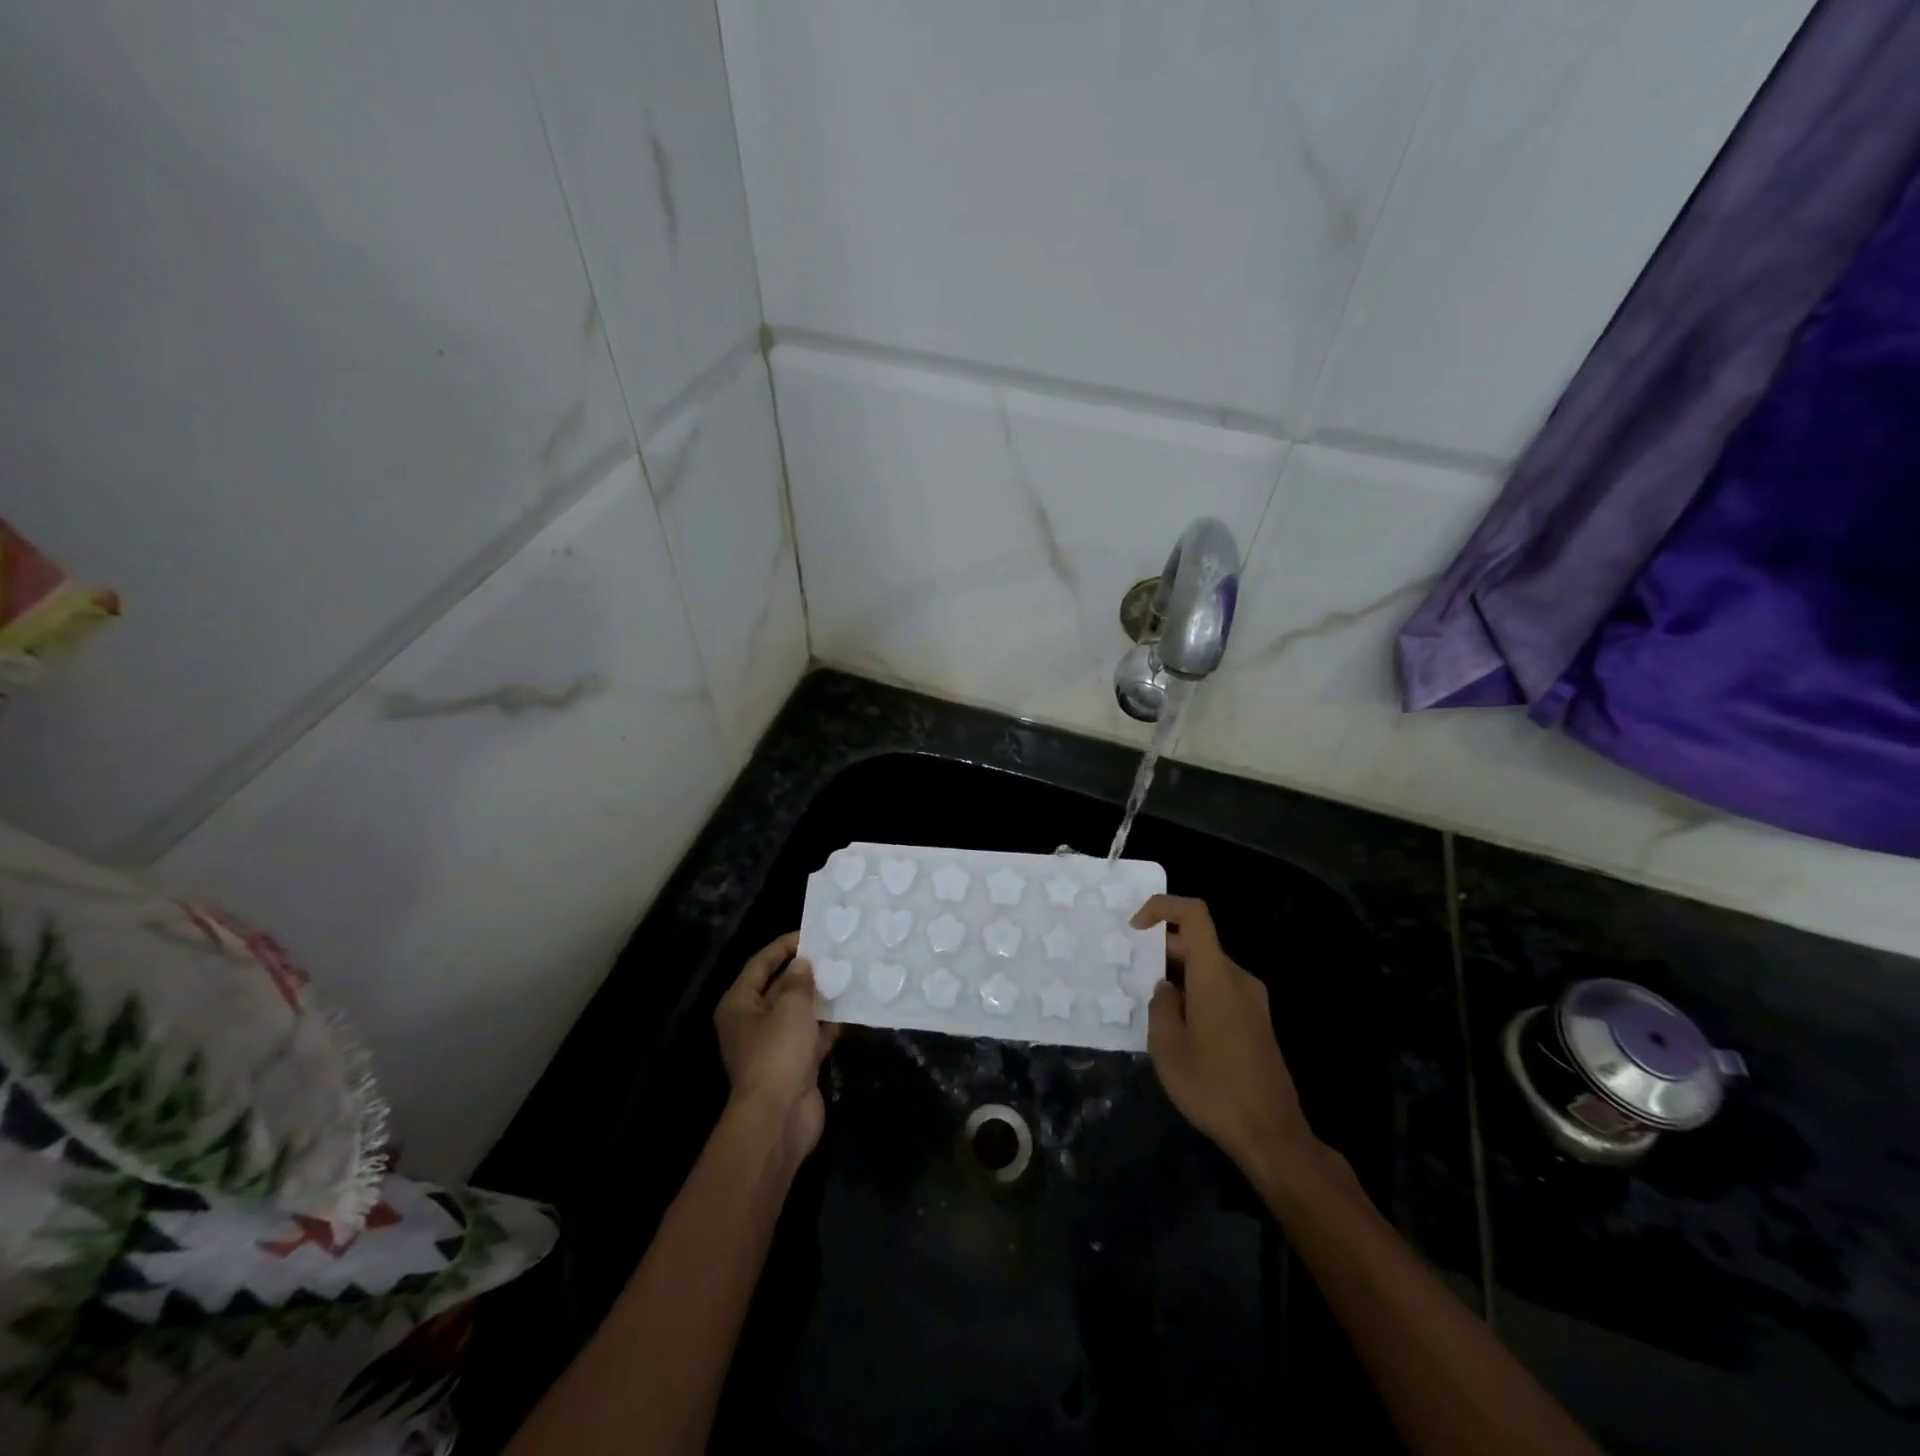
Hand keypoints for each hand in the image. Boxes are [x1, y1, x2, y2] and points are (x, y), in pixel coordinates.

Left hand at [714, 933, 838, 1163]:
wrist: (779, 1116)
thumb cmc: (777, 1051)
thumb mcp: (790, 1005)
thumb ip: (799, 980)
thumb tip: (803, 964)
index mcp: (739, 1004)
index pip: (760, 964)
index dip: (783, 946)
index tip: (811, 934)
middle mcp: (753, 1022)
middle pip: (779, 987)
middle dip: (806, 971)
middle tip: (835, 953)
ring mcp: (774, 1045)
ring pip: (799, 1012)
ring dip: (821, 997)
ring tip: (848, 974)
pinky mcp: (795, 1064)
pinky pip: (813, 1034)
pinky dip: (830, 1023)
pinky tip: (853, 1007)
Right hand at [1132, 895, 1317, 1182]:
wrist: (1271, 1135)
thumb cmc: (1213, 1088)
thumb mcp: (1168, 1047)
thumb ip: (1161, 1005)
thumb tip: (1166, 988)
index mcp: (1216, 976)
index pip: (1194, 914)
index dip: (1162, 907)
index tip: (1134, 930)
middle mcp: (1239, 978)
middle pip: (1199, 941)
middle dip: (1162, 948)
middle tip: (1132, 974)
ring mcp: (1253, 1000)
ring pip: (1208, 967)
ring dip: (1177, 973)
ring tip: (1150, 1004)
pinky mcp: (1257, 1021)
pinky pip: (1220, 988)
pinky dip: (1194, 991)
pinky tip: (1178, 1026)